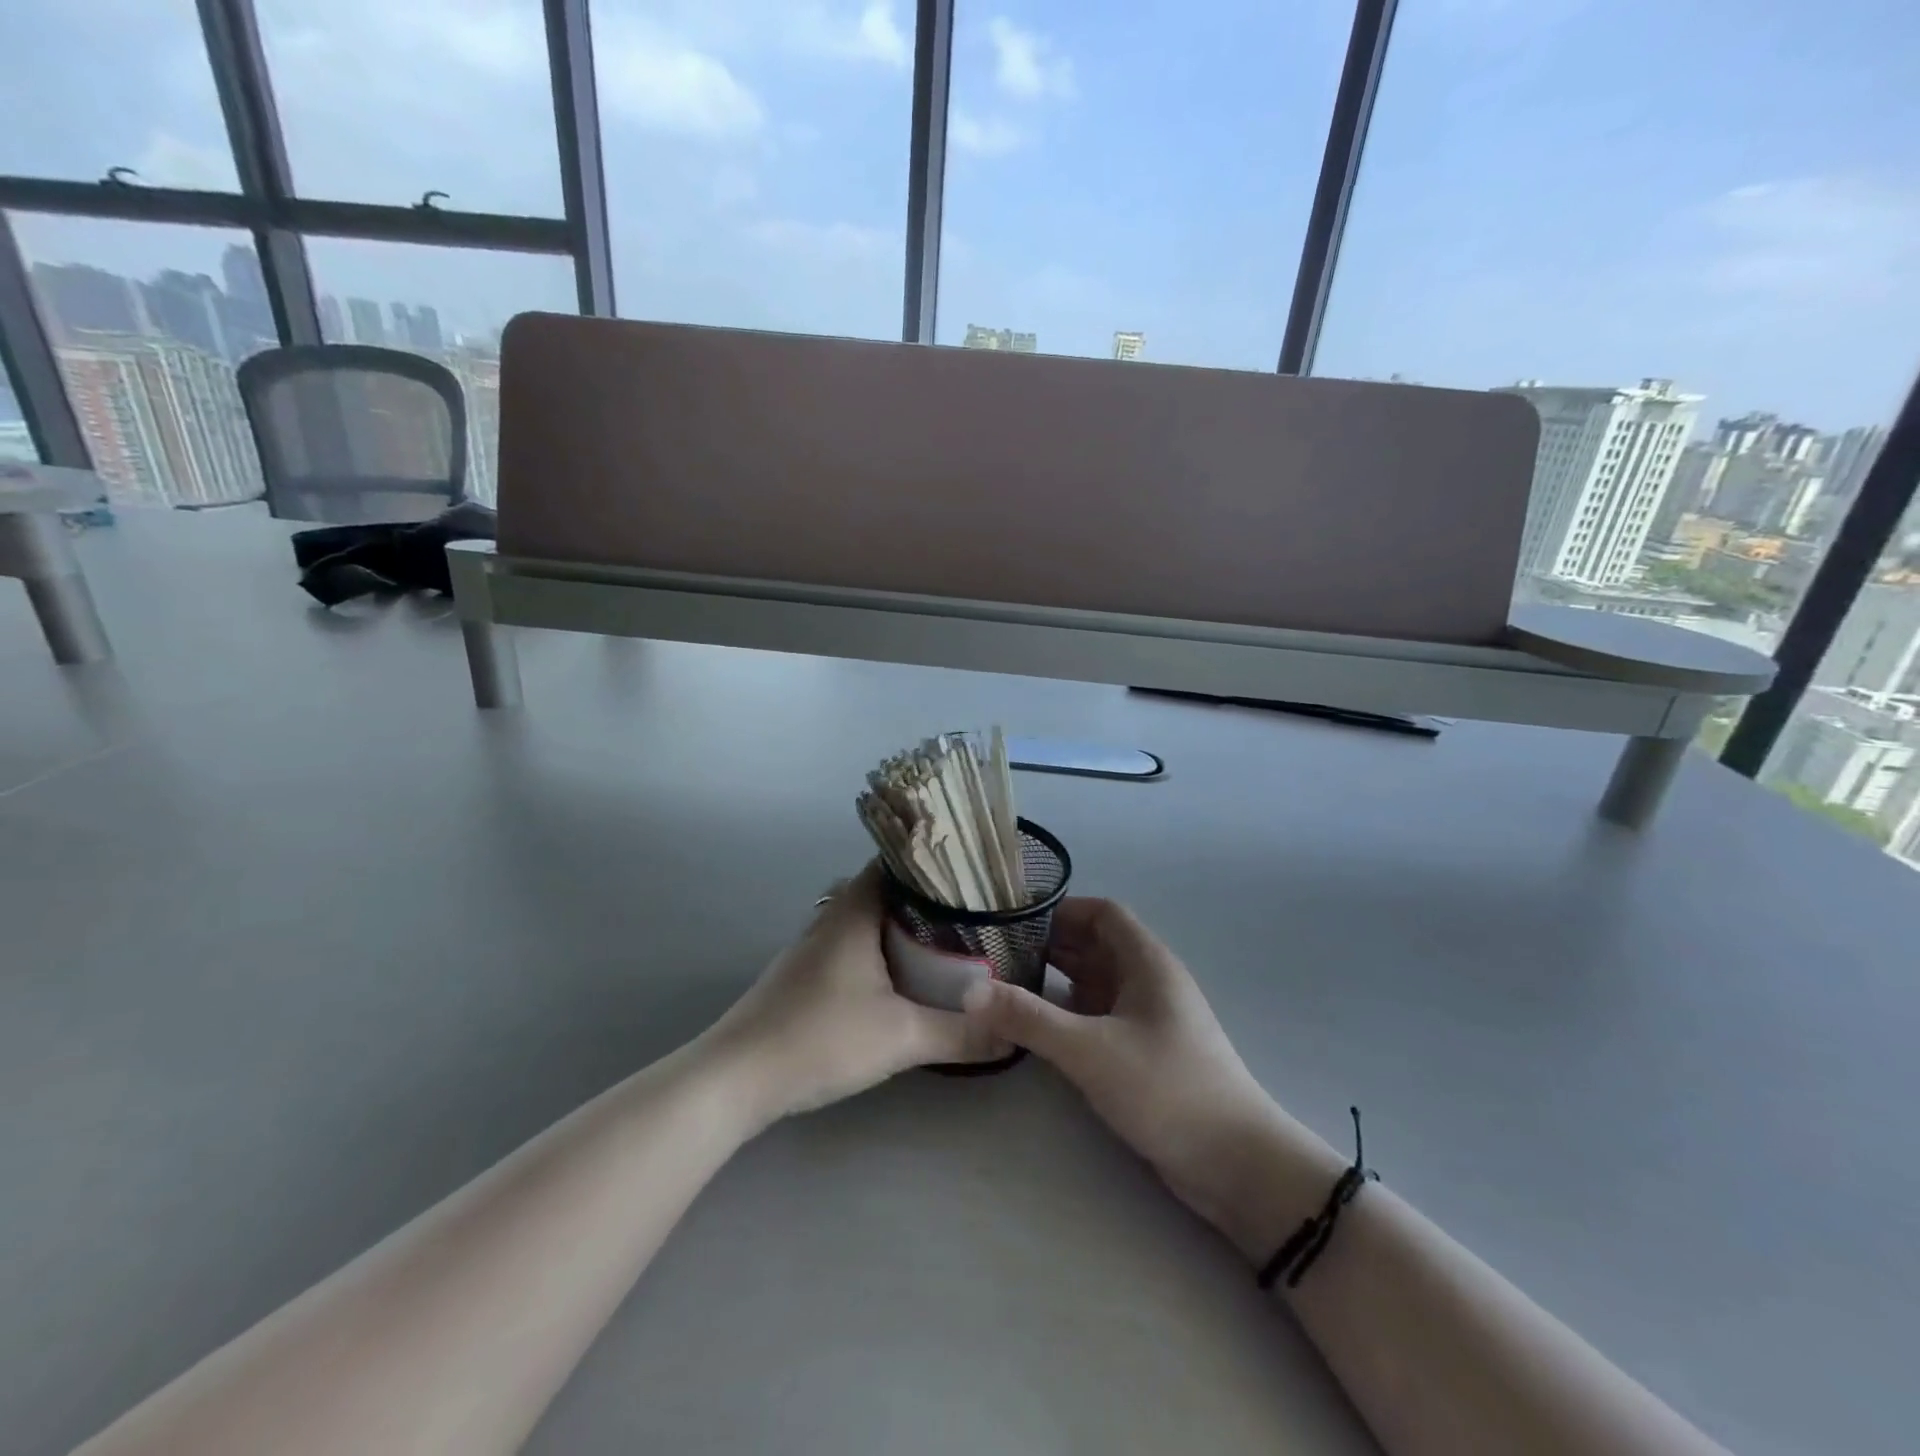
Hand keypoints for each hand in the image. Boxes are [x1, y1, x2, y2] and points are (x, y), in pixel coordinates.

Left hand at [704, 864, 988, 1124]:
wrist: (737, 1079)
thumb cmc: (820, 1038)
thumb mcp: (902, 1037)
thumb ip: (960, 1034)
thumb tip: (1013, 1034)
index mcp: (854, 911)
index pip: (895, 862)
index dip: (932, 862)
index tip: (970, 873)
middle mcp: (831, 918)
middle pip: (883, 889)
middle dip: (925, 898)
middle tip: (969, 912)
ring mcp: (812, 947)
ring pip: (866, 920)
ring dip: (900, 927)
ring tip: (945, 941)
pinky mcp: (803, 976)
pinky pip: (851, 946)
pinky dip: (879, 951)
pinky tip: (899, 978)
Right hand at [963, 897, 1341, 1259]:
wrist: (1236, 1165)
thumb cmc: (1166, 1089)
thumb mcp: (1089, 1050)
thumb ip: (1028, 1018)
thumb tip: (970, 990)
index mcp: (1147, 962)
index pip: (1102, 913)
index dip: (1061, 911)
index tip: (1015, 922)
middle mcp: (1148, 981)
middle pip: (1096, 946)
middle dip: (1050, 946)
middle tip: (997, 955)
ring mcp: (1149, 1018)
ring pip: (1096, 983)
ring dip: (1057, 981)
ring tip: (1006, 987)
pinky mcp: (1145, 1052)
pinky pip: (1100, 1016)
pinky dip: (1070, 1013)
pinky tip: (1038, 1027)